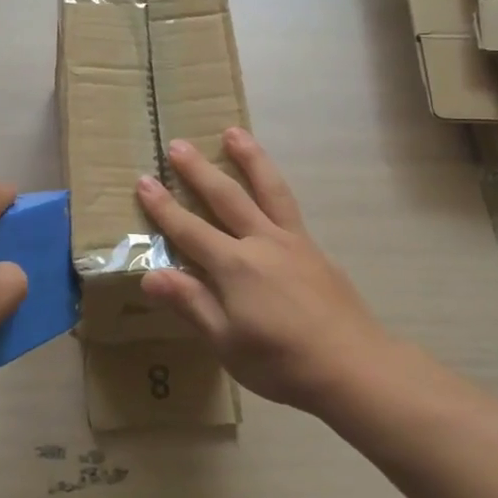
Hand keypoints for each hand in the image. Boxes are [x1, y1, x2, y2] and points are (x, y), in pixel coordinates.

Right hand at [137, 130, 392, 412]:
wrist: (354, 366)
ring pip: (267, 188)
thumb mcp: (227, 342)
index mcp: (234, 266)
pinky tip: (270, 184)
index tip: (144, 180)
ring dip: (248, 158)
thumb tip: (149, 276)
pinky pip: (288, 205)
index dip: (163, 207)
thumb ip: (191, 304)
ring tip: (234, 132)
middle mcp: (261, 242)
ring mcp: (292, 241)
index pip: (189, 230)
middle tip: (178, 144)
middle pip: (225, 197)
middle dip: (198, 171)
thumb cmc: (281, 362)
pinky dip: (274, 185)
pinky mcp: (313, 249)